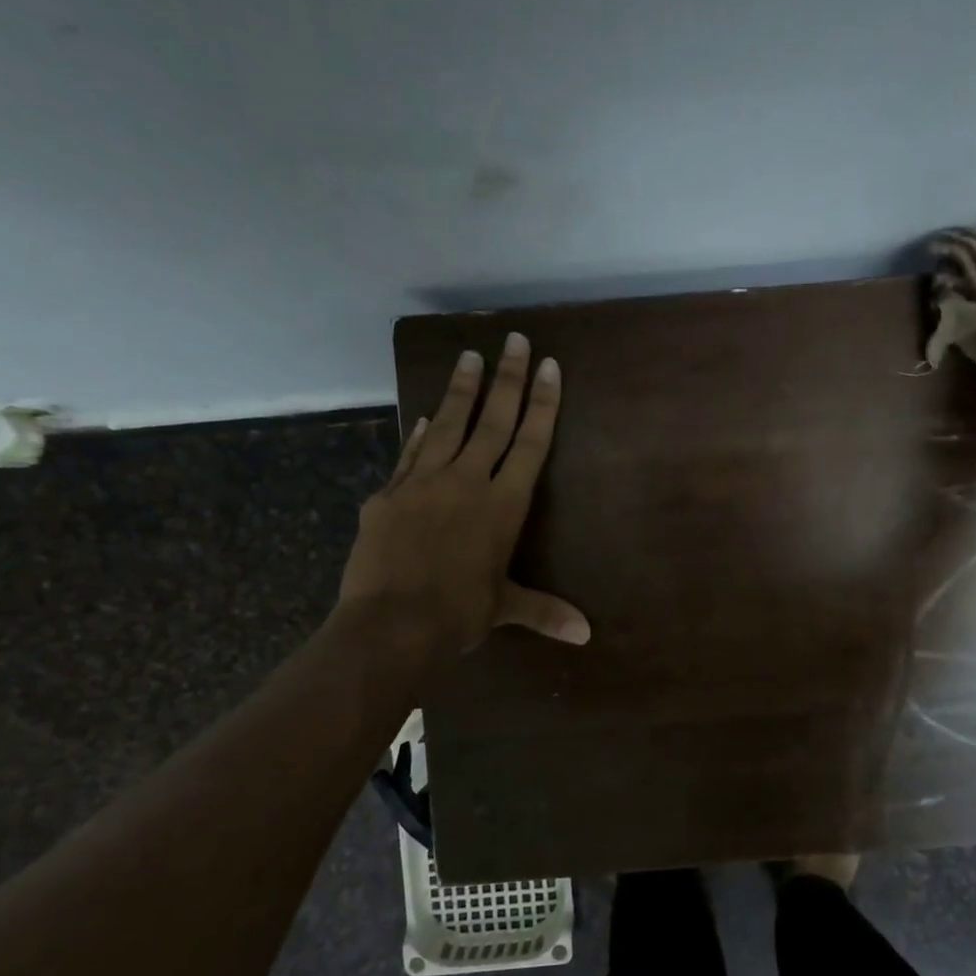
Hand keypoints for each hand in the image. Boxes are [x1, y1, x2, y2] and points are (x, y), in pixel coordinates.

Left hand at [338, 333, 589, 657]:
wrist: (390, 623)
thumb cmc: (458, 614)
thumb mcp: (505, 608)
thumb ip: (545, 612)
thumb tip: (586, 635)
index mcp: (503, 505)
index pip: (530, 443)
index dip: (542, 403)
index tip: (548, 365)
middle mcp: (467, 482)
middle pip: (493, 421)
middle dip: (508, 378)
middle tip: (516, 339)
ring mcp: (423, 483)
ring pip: (448, 425)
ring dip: (462, 390)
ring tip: (470, 355)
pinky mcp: (388, 494)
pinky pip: (410, 455)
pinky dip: (420, 434)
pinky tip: (425, 416)